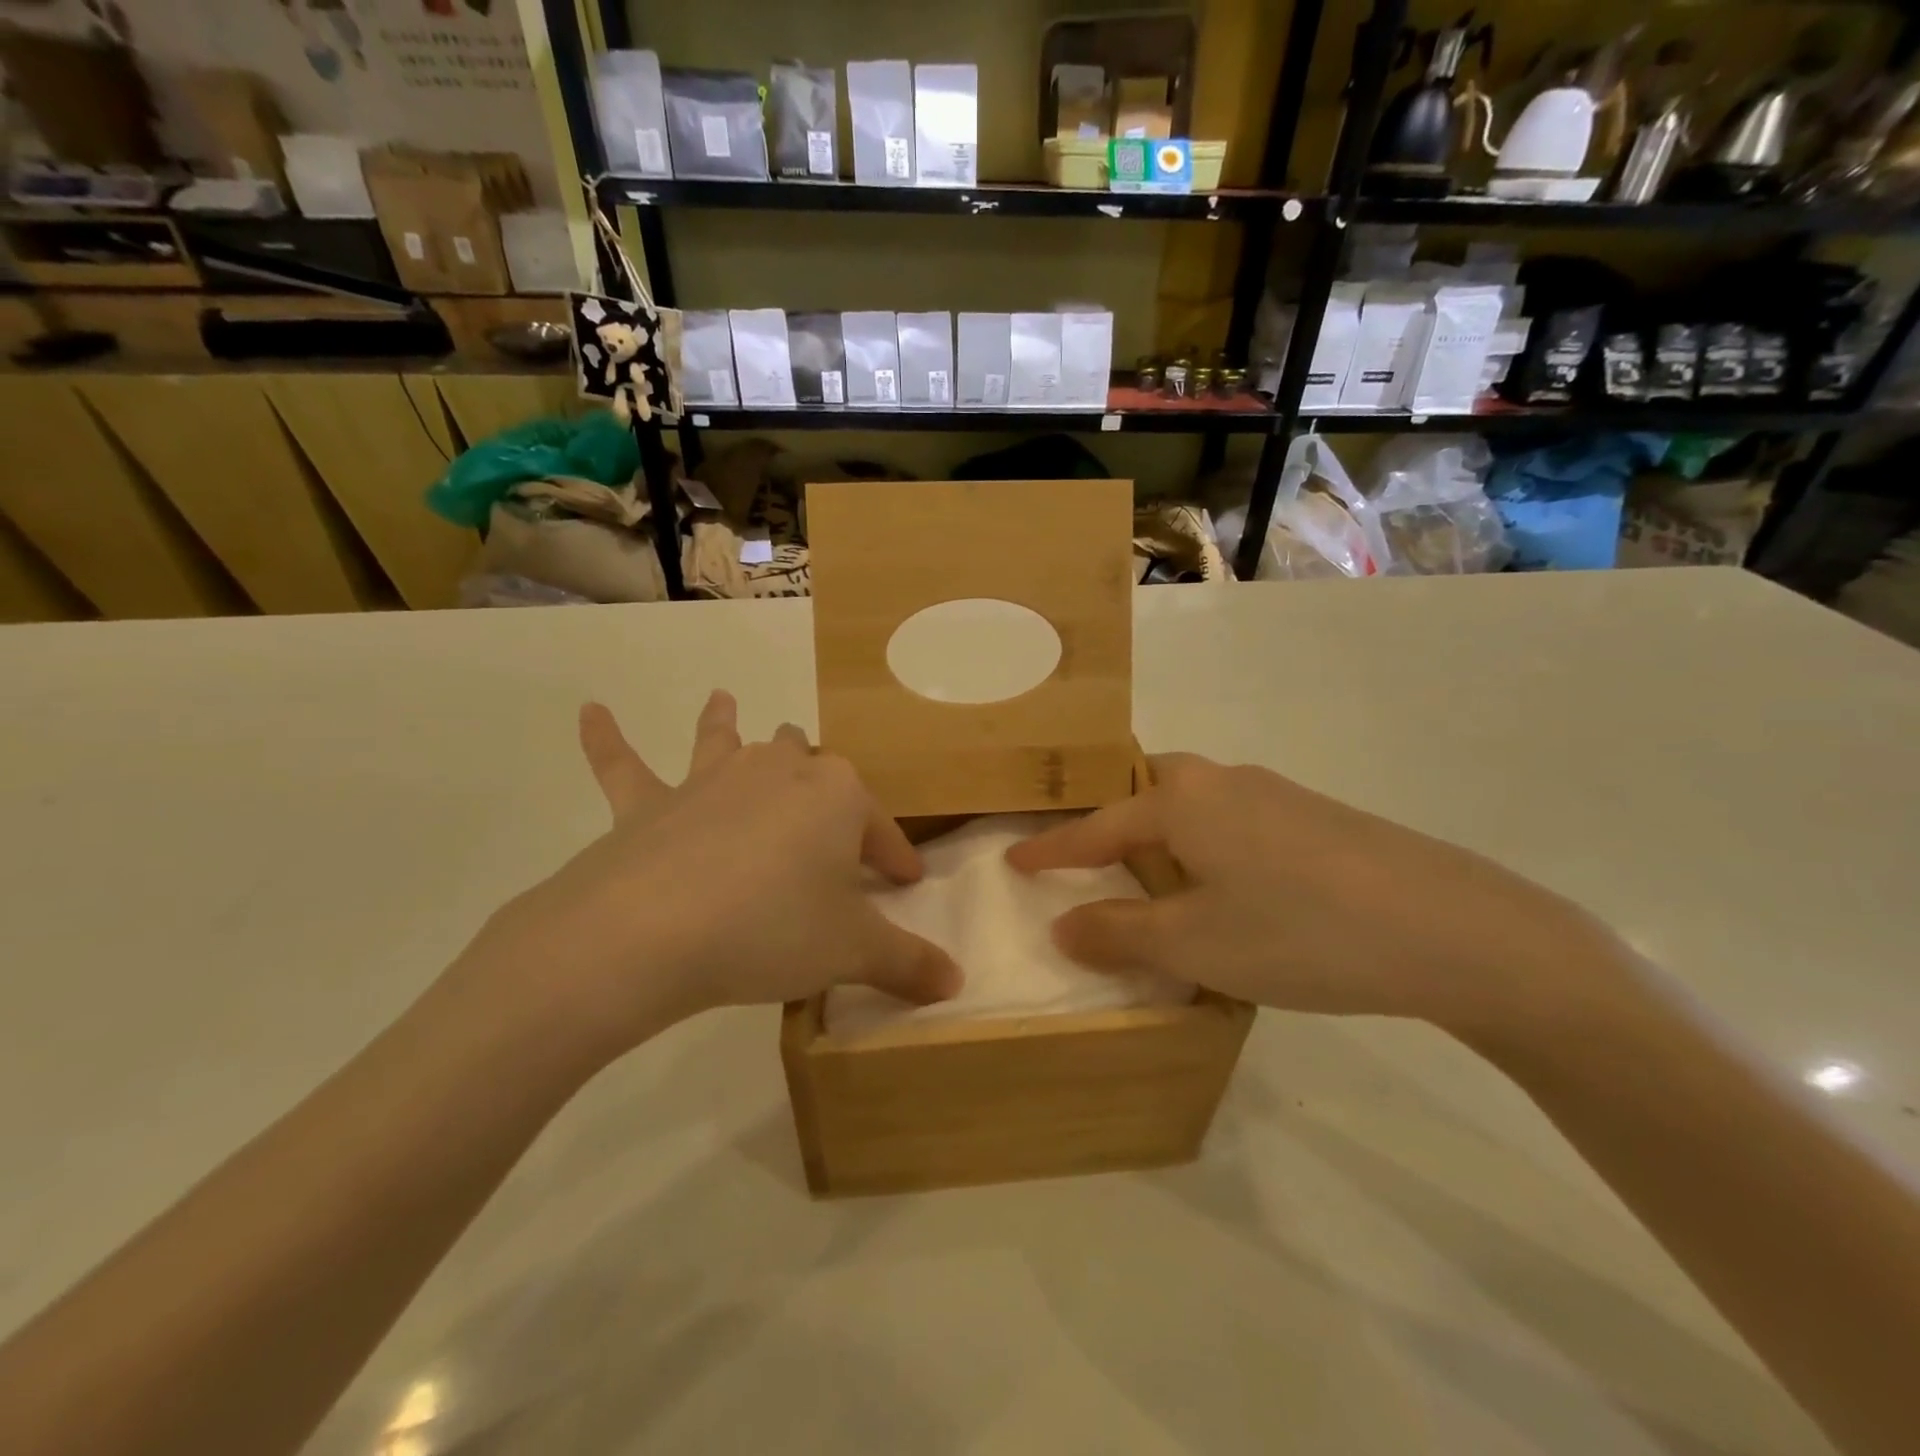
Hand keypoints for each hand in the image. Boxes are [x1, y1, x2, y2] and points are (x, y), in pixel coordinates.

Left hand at [451, 692, 960, 1064]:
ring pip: (727, 742)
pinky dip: (607, 740)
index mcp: (836, 795)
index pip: (880, 827)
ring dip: (726, 723)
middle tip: (827, 813)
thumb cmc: (772, 929)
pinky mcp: (649, 805)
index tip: (907, 881)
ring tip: (724, 699)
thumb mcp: (852, 952)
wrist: (651, 933)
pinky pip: (625, 766)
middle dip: (821, 783)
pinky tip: (589, 712)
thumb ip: (908, 963)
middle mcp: (777, 771)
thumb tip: (955, 984)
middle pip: (808, 766)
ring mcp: (710, 781)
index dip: (896, 855)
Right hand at [1006, 753, 1624, 1038]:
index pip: (1097, 826)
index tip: (1014, 860)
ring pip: (1198, 805)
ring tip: (1160, 881)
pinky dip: (1212, 848)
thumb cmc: (1299, 932)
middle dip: (1116, 820)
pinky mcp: (1320, 818)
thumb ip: (1119, 934)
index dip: (1052, 850)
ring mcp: (1278, 794)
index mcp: (1183, 801)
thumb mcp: (1194, 945)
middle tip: (1097, 858)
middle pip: (1150, 789)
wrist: (1455, 929)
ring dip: (1167, 836)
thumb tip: (1063, 925)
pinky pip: (1238, 823)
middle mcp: (1225, 781)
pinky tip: (1235, 891)